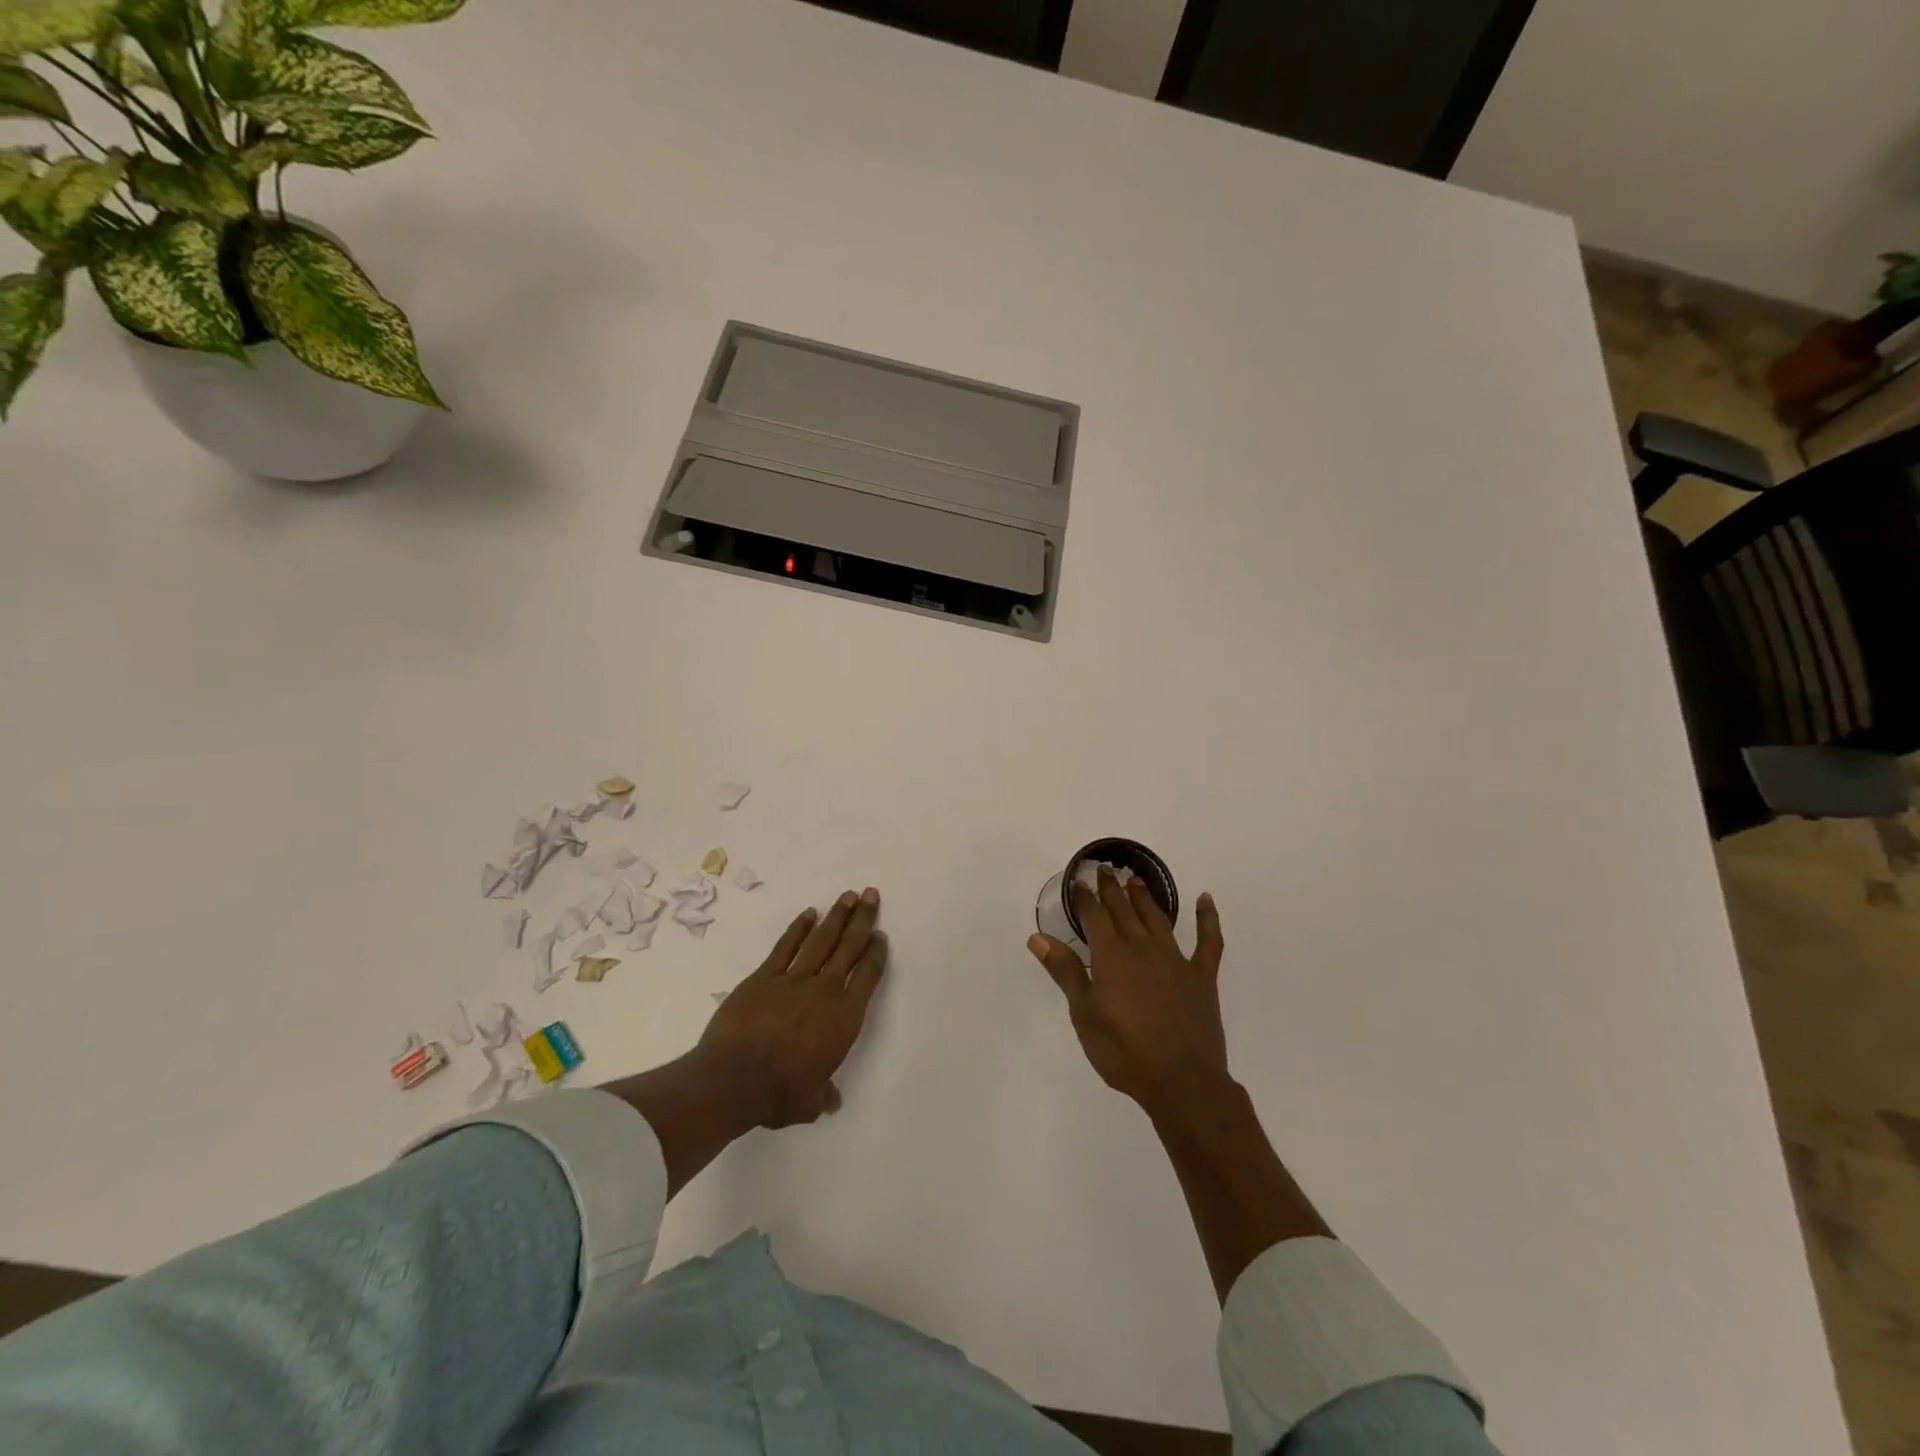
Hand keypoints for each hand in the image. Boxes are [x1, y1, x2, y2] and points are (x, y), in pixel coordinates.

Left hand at [699, 888, 887, 1127]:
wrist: (735, 1079)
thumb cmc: (779, 1094)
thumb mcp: (809, 1103)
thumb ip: (823, 1096)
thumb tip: (831, 1101)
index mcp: (844, 1018)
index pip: (868, 976)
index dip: (877, 954)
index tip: (881, 936)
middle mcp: (825, 991)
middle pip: (849, 947)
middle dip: (863, 919)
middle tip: (871, 894)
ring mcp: (793, 979)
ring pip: (821, 940)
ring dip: (836, 916)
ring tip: (848, 896)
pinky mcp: (764, 977)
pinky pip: (786, 946)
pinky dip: (798, 928)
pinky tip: (809, 914)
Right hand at [1028, 868, 1227, 1114]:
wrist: (1181, 1081)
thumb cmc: (1123, 1051)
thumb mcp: (1084, 1014)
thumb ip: (1065, 971)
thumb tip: (1038, 937)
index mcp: (1111, 956)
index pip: (1094, 916)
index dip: (1084, 897)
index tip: (1078, 881)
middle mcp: (1142, 948)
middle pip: (1124, 910)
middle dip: (1111, 889)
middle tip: (1104, 869)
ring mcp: (1176, 960)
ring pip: (1157, 918)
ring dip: (1145, 897)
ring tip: (1135, 881)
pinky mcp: (1201, 976)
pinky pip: (1209, 941)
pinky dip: (1208, 918)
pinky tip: (1206, 900)